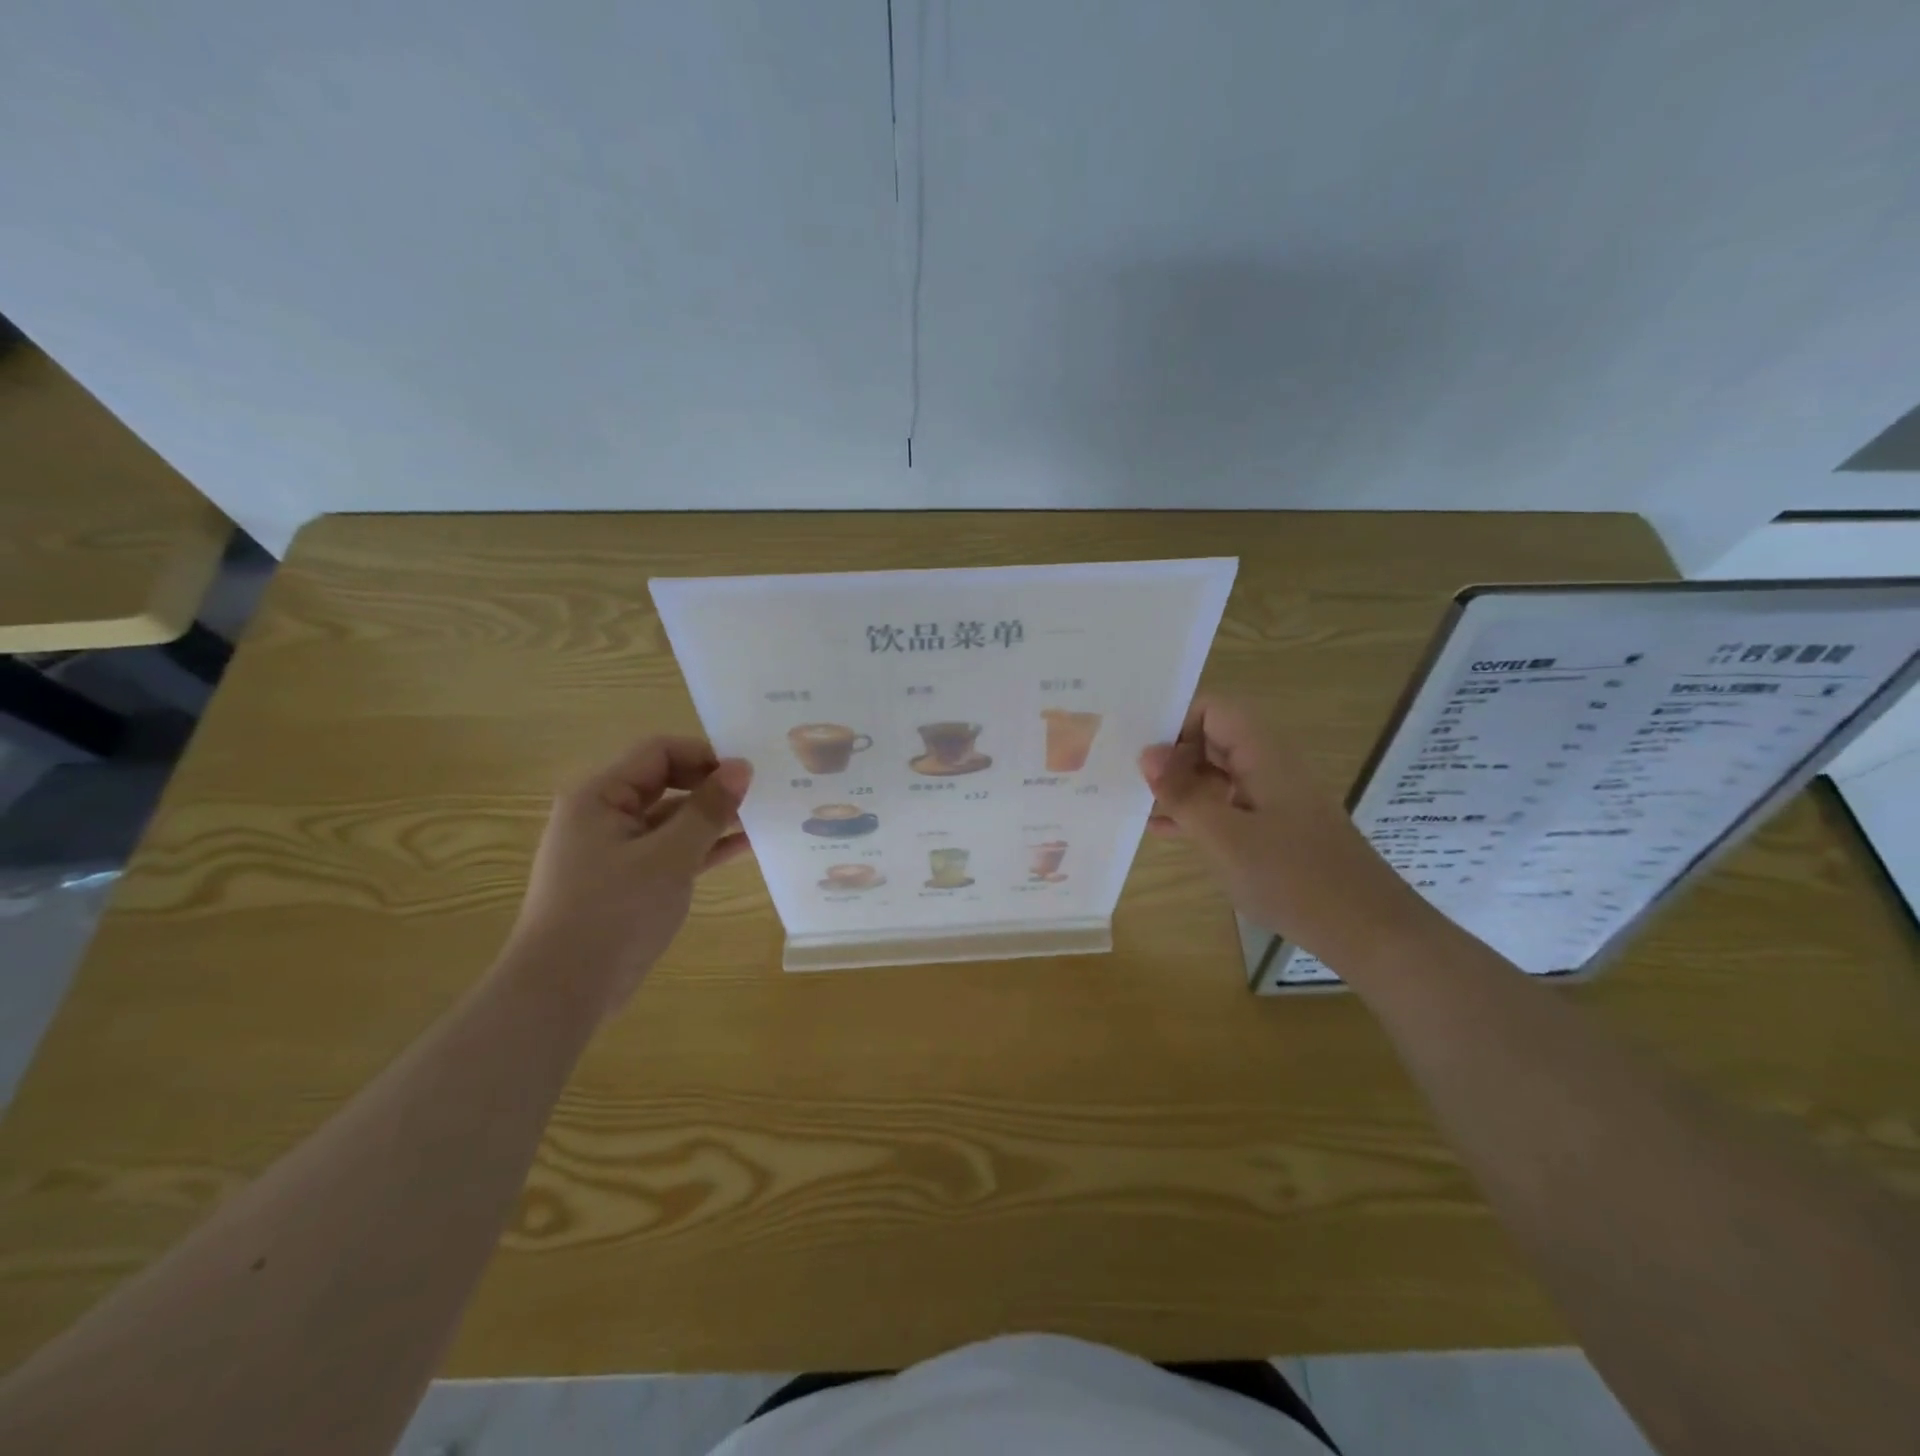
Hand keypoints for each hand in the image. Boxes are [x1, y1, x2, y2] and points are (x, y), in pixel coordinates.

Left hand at [506, 736, 752, 1013]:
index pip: (659, 752)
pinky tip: (743, 847)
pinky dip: (702, 846)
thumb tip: (741, 767)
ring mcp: (615, 848)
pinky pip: (670, 849)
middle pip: (666, 780)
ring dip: (712, 817)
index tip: (748, 773)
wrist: (564, 990)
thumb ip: (707, 809)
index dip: (705, 755)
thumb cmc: (613, 912)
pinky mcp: (627, 879)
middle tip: (760, 793)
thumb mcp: (669, 856)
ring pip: (672, 817)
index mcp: (600, 794)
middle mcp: (603, 813)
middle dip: (712, 784)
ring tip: (761, 817)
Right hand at [1139, 697, 1426, 961]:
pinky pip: (1230, 803)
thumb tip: (1147, 753)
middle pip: (1214, 738)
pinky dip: (1200, 811)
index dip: (1175, 725)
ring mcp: (1276, 796)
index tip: (1146, 760)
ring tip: (1141, 807)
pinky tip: (1167, 831)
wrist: (1366, 928)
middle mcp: (1270, 764)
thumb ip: (1182, 793)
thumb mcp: (1222, 836)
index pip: (1212, 709)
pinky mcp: (1278, 825)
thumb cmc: (1290, 877)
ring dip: (1182, 786)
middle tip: (1134, 785)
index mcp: (1262, 753)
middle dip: (1173, 756)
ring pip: (1219, 773)